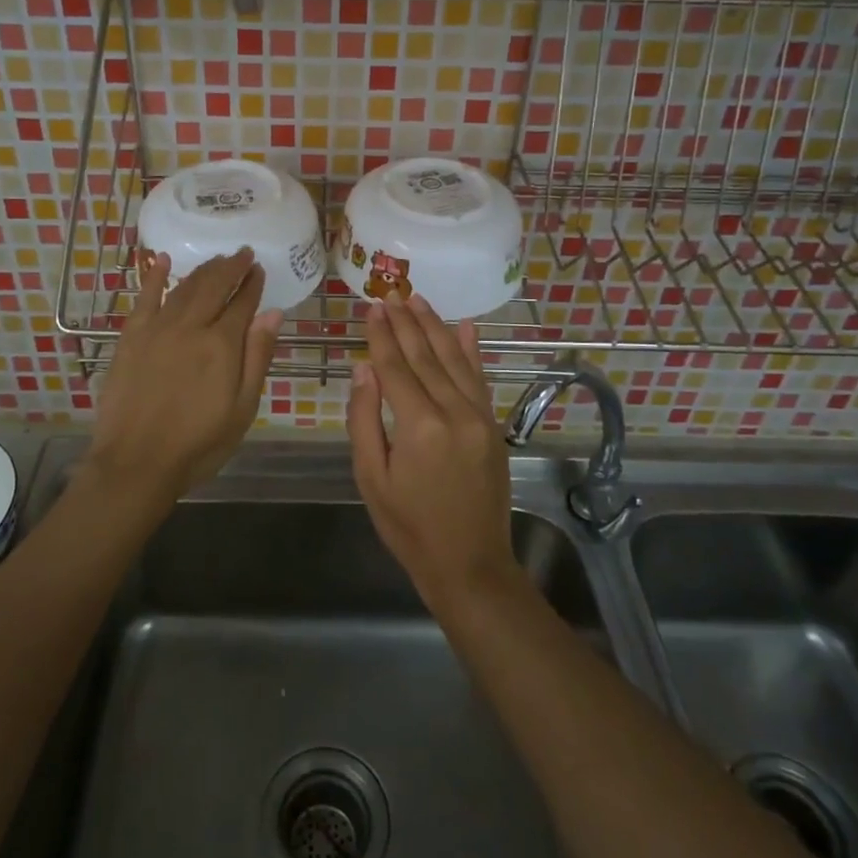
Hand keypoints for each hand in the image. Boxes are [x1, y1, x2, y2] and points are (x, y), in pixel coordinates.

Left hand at [85, 249, 281, 515]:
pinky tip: (161, 260)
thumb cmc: (198, 443)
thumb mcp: (242, 408)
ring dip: (203, 270)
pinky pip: (144, 297)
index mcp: (222, 344)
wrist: (136, 462)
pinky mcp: (131, 337)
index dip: (252, 283)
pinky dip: (154, 276)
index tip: (259, 268)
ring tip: (217, 259)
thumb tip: (272, 314)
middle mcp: (191, 326)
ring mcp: (158, 328)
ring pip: (184, 287)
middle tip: (243, 253)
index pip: (242, 303)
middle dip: (231, 267)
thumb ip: (257, 357)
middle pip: (214, 286)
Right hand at [347, 293, 517, 610]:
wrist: (469, 564)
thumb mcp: (371, 478)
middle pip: (425, 356)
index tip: (372, 307)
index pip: (395, 367)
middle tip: (391, 293)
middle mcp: (454, 412)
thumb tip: (364, 369)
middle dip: (406, 322)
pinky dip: (472, 350)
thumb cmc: (408, 526)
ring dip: (435, 327)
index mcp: (419, 426)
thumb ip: (364, 419)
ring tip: (417, 299)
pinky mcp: (493, 426)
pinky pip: (480, 379)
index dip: (381, 335)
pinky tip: (466, 326)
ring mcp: (479, 417)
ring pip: (454, 359)